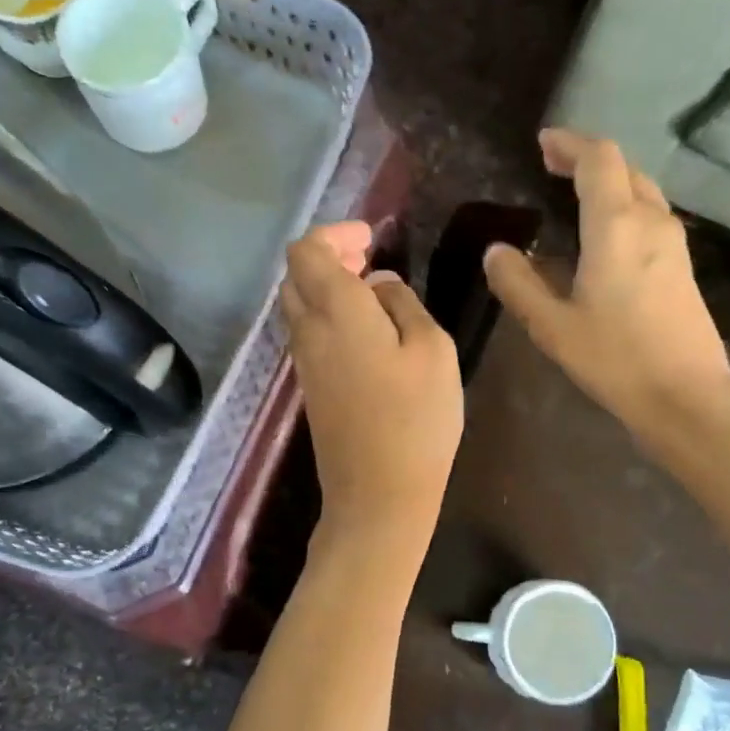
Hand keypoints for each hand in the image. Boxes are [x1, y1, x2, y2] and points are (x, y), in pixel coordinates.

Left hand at [282, 222, 463, 538]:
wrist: (378, 496)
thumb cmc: (416, 420)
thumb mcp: (433, 350)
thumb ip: (403, 305)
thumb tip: (378, 285)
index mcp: (336, 311)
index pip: (306, 251)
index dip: (334, 234)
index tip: (371, 238)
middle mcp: (308, 331)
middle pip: (296, 276)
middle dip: (328, 256)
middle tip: (368, 257)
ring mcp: (304, 363)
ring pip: (299, 305)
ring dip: (327, 287)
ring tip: (371, 291)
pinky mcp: (310, 388)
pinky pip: (308, 333)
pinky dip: (328, 315)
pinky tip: (366, 331)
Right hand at [483, 130, 729, 446]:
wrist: (688, 396)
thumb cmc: (615, 359)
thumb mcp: (552, 326)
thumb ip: (519, 283)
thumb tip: (495, 250)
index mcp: (616, 225)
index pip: (598, 158)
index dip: (569, 143)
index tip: (543, 143)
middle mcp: (651, 221)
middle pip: (624, 168)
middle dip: (587, 159)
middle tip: (552, 165)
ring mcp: (674, 243)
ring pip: (641, 190)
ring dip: (609, 182)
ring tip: (574, 194)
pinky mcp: (683, 265)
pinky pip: (650, 216)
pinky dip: (623, 206)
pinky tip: (604, 234)